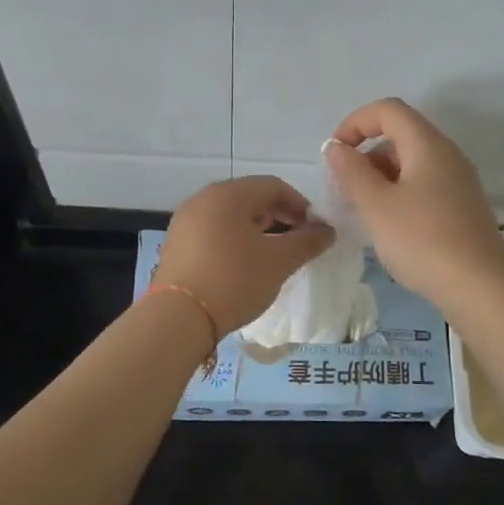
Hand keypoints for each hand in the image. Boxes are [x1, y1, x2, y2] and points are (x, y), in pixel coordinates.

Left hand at [155, 176, 333, 332]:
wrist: (178, 318)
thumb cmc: (234, 280)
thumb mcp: (279, 262)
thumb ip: (307, 242)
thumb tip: (327, 230)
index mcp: (228, 194)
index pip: (273, 186)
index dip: (300, 205)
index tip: (315, 230)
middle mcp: (203, 199)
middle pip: (250, 198)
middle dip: (279, 216)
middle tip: (297, 242)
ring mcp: (185, 222)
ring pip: (230, 216)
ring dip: (257, 230)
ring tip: (273, 255)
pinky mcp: (176, 245)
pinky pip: (213, 232)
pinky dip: (234, 241)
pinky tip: (244, 265)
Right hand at [323, 98, 503, 306]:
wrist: (479, 286)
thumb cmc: (421, 240)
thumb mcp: (376, 205)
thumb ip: (352, 171)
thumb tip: (336, 147)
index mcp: (428, 145)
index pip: (388, 110)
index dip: (355, 123)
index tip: (335, 154)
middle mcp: (447, 155)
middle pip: (400, 135)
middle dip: (365, 154)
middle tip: (344, 189)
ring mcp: (458, 181)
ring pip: (410, 163)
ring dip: (380, 177)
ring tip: (361, 210)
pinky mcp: (461, 207)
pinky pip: (423, 185)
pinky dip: (398, 193)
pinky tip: (387, 225)